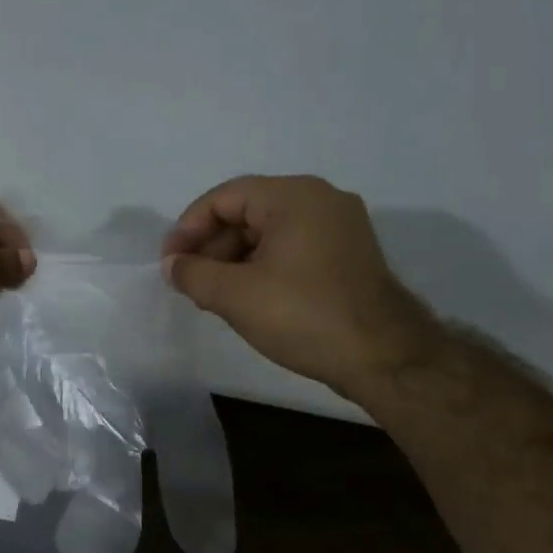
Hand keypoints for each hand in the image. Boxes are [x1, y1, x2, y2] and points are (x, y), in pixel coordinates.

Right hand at [161, 174, 438, 399]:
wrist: (382, 356)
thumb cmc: (303, 316)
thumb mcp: (235, 295)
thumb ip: (194, 274)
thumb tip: (172, 265)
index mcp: (294, 197)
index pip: (225, 197)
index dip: (188, 228)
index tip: (170, 263)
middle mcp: (321, 200)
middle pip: (247, 212)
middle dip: (212, 247)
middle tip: (189, 283)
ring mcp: (340, 227)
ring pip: (269, 233)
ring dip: (234, 260)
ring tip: (213, 297)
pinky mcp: (347, 255)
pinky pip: (291, 249)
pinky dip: (262, 267)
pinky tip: (247, 299)